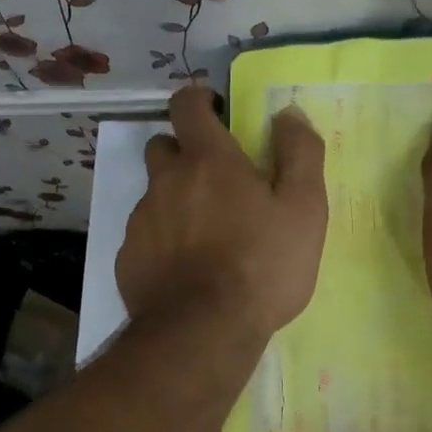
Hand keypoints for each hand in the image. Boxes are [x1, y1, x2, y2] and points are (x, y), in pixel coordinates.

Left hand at [117, 87, 327, 342]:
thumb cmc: (262, 265)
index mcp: (207, 160)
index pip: (186, 105)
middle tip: (214, 181)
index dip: (198, 99)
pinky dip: (162, 241)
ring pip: (154, 194)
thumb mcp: (303, 208)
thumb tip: (287, 113)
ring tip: (205, 236)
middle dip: (183, 152)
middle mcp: (165, 181)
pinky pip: (144, 235)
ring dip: (175, 201)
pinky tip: (184, 269)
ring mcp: (141, 220)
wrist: (204, 331)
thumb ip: (299, 152)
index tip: (214, 110)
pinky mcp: (128, 257)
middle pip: (163, 147)